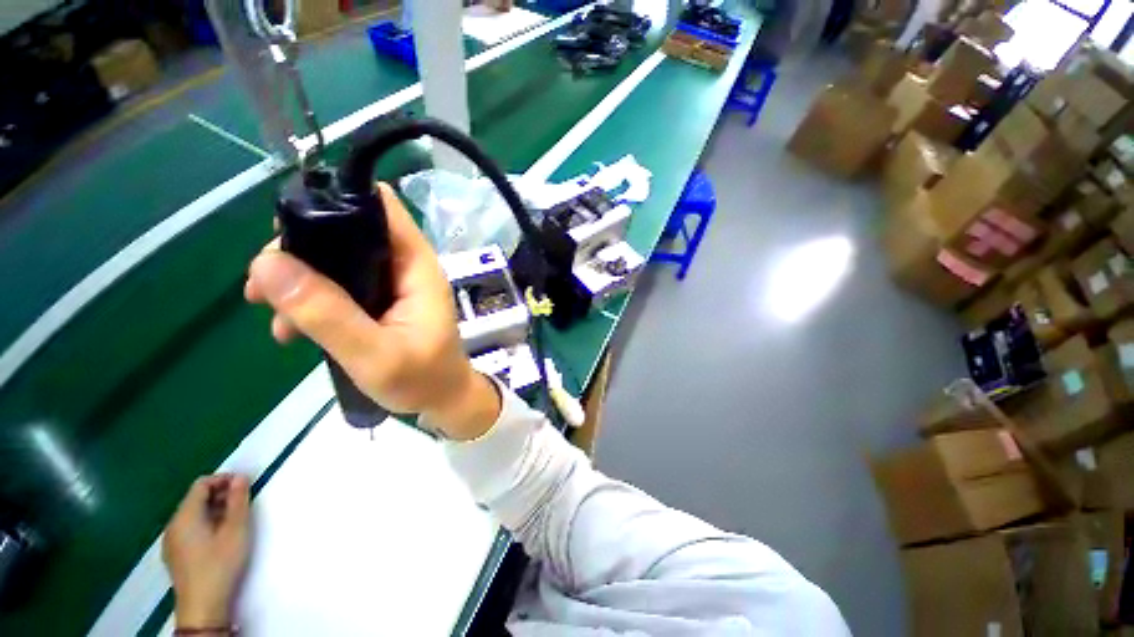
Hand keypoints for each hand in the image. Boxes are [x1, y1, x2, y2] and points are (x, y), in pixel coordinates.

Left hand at [162, 474, 250, 627]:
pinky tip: (219, 538)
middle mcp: (173, 525)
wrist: (203, 606)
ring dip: (214, 510)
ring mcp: (171, 542)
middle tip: (243, 502)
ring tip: (235, 520)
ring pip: (192, 515)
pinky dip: (205, 524)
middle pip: (195, 499)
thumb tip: (240, 477)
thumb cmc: (221, 563)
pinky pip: (189, 529)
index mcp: (185, 516)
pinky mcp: (174, 555)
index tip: (244, 485)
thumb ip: (238, 501)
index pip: (201, 484)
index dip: (222, 480)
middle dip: (220, 496)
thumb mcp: (236, 529)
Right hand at [245, 182, 500, 439]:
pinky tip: (288, 329)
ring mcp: (392, 284)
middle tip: (264, 282)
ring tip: (268, 312)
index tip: (286, 225)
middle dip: (301, 248)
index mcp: (417, 268)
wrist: (441, 400)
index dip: (338, 201)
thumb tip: (268, 264)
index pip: (383, 210)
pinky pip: (339, 287)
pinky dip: (310, 299)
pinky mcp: (380, 302)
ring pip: (338, 260)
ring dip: (298, 278)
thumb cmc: (423, 379)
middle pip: (350, 232)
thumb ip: (327, 313)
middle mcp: (406, 267)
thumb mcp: (374, 354)